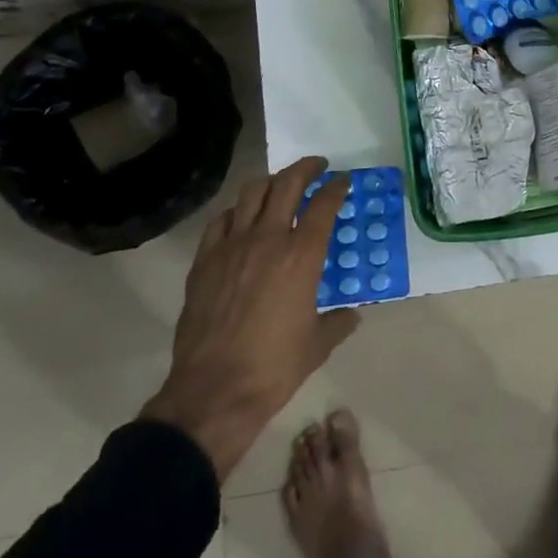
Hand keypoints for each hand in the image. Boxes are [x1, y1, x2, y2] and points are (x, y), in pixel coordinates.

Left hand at [142, 158, 357, 480]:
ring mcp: (232, 246)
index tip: (342, 181)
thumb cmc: (274, 368)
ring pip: (252, 193)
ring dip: (271, 182)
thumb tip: (352, 314)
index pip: (324, 205)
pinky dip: (236, 211)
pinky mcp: (205, 260)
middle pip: (288, 184)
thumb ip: (338, 323)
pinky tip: (241, 218)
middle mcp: (268, 239)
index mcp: (302, 256)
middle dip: (306, 168)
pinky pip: (221, 220)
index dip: (336, 187)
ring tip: (280, 184)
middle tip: (317, 166)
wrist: (214, 390)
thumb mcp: (317, 345)